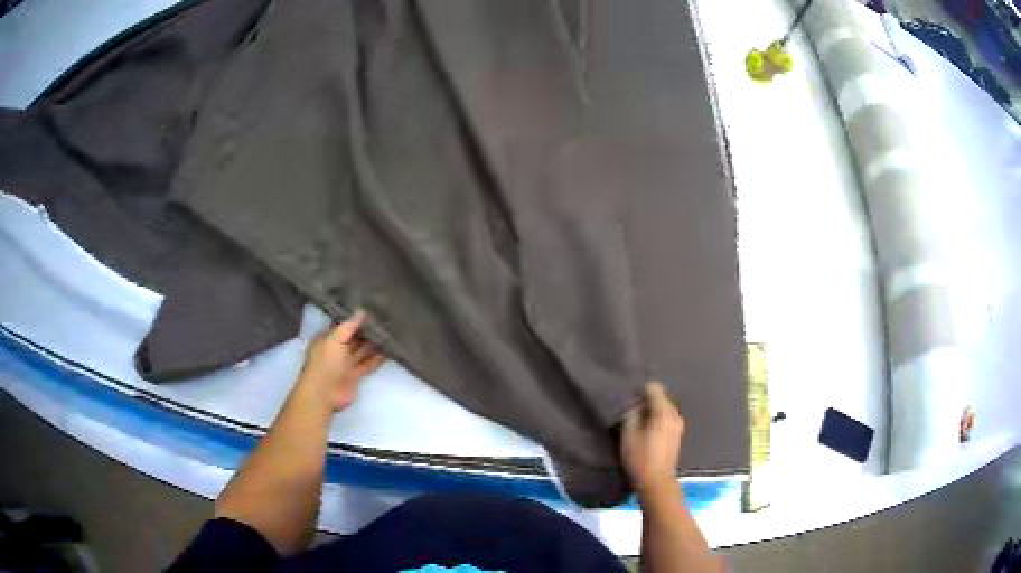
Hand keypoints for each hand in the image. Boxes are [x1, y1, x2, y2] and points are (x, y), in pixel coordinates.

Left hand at [297, 310, 384, 411]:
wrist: (323, 393)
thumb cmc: (324, 363)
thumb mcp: (334, 339)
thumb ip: (348, 326)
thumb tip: (362, 311)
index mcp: (327, 338)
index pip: (342, 325)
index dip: (354, 319)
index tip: (371, 309)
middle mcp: (336, 349)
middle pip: (353, 338)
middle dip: (366, 331)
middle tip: (384, 319)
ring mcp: (346, 364)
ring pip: (362, 351)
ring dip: (373, 344)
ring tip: (389, 332)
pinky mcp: (355, 376)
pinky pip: (368, 364)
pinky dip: (377, 358)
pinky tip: (388, 350)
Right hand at [621, 381, 684, 498]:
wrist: (657, 481)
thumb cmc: (641, 458)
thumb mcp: (629, 435)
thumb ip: (631, 415)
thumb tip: (634, 404)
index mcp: (663, 412)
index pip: (654, 388)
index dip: (640, 390)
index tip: (629, 397)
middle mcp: (675, 415)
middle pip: (661, 397)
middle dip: (646, 400)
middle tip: (631, 409)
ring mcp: (678, 424)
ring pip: (664, 407)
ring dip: (652, 410)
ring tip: (638, 419)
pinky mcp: (677, 433)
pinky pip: (667, 417)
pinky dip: (658, 418)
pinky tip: (647, 429)